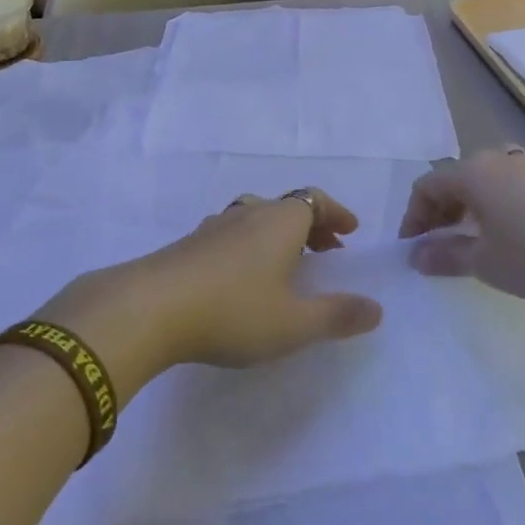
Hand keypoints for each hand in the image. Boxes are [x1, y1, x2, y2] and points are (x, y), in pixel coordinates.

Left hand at [63, 191, 381, 391]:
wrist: (148, 309)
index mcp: (279, 222)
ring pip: (253, 218)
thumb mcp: (294, 323)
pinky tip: (240, 278)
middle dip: (311, 225)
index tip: (350, 231)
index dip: (335, 213)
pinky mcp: (186, 247)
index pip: (314, 200)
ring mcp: (212, 228)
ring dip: (276, 235)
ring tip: (285, 264)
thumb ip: (337, 315)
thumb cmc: (232, 311)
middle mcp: (247, 215)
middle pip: (285, 207)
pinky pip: (228, 236)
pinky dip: (247, 247)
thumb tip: (376, 308)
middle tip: (326, 251)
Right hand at [398, 150, 524, 300]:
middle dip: (441, 212)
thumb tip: (416, 256)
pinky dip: (500, 209)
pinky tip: (516, 236)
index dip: (413, 217)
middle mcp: (497, 161)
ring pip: (487, 184)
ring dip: (472, 210)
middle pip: (456, 181)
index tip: (412, 248)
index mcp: (471, 175)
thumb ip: (447, 258)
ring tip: (476, 241)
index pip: (426, 187)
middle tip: (438, 244)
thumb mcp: (487, 263)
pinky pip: (513, 189)